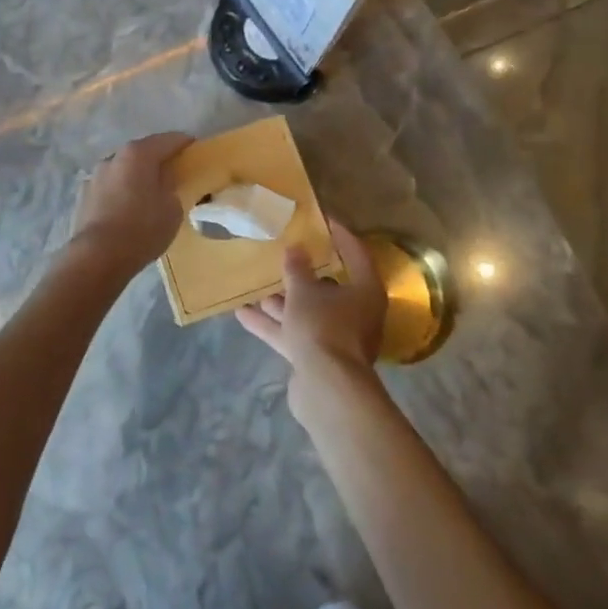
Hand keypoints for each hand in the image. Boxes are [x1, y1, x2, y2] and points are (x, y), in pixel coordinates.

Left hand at [67, 132, 194, 278]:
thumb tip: (163, 181)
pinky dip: (121, 191)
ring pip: (123, 170)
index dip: (184, 143)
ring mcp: (95, 176)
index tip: (195, 149)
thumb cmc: (142, 228)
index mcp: (138, 154)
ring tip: (148, 192)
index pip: (168, 140)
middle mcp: (114, 157)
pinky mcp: (84, 195)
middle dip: (158, 159)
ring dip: (136, 176)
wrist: (97, 256)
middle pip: (142, 152)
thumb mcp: (172, 208)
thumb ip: (171, 186)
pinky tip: (128, 207)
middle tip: (174, 172)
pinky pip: (110, 187)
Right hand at [237, 219, 386, 417]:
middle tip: (284, 252)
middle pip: (329, 286)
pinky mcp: (317, 358)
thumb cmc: (323, 327)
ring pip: (307, 312)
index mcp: (365, 291)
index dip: (339, 235)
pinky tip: (243, 314)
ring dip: (282, 301)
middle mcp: (356, 313)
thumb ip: (297, 269)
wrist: (326, 389)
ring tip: (256, 284)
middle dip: (302, 273)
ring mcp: (337, 338)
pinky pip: (294, 333)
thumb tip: (295, 248)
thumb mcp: (304, 291)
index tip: (321, 219)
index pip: (355, 253)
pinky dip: (273, 324)